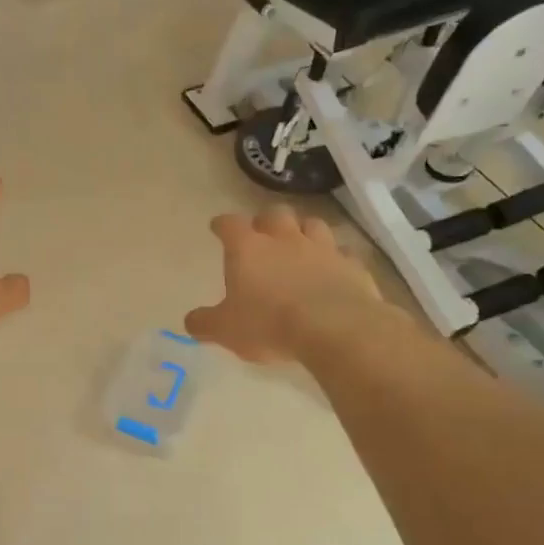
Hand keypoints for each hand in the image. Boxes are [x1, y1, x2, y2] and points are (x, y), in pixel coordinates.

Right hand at [185, 207, 386, 362]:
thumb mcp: (225, 330)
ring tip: (300, 245)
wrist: (334, 328)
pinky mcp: (352, 265)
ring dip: (304, 231)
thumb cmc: (269, 324)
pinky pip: (343, 253)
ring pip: (312, 224)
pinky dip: (336, 258)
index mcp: (248, 248)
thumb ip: (205, 323)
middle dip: (266, 221)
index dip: (222, 224)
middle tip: (262, 235)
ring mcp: (322, 248)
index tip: (218, 227)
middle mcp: (284, 239)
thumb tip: (191, 321)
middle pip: (274, 214)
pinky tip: (333, 270)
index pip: (229, 224)